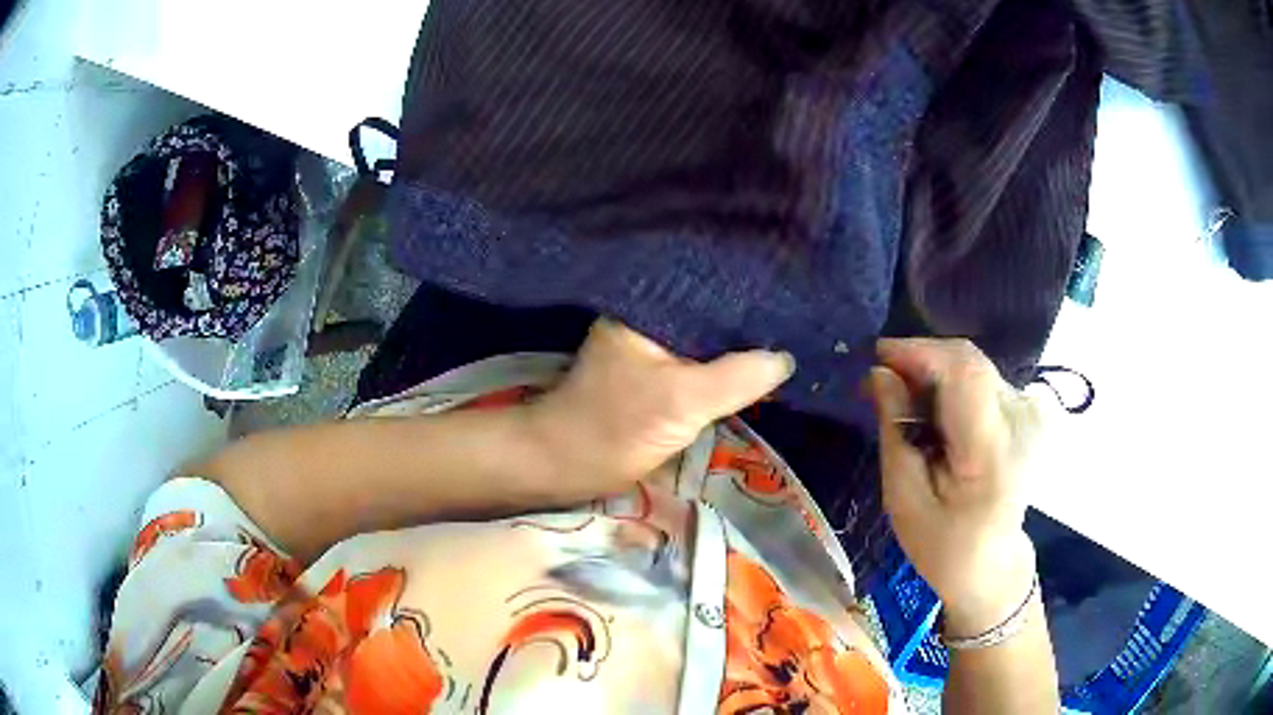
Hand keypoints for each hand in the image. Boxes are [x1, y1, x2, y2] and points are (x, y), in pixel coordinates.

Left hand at [528, 319, 794, 498]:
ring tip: (787, 341)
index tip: (790, 295)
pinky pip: (698, 369)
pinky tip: (754, 373)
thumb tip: (785, 358)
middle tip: (797, 321)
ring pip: (706, 344)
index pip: (709, 287)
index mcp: (648, 308)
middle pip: (710, 315)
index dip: (749, 293)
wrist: (563, 466)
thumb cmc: (613, 426)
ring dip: (737, 350)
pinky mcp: (654, 381)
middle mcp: (650, 322)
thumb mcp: (682, 400)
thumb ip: (736, 377)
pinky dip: (723, 373)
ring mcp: (652, 353)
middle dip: (749, 322)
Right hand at [869, 338, 1041, 637]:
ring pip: (973, 366)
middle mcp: (1021, 419)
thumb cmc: (943, 545)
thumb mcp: (904, 498)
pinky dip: (951, 384)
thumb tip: (881, 373)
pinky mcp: (1028, 411)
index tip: (875, 356)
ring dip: (934, 373)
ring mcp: (1030, 412)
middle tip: (880, 381)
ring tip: (902, 399)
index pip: (963, 371)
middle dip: (920, 360)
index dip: (918, 351)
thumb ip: (896, 430)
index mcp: (992, 450)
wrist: (992, 565)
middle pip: (967, 361)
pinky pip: (982, 379)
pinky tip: (933, 411)